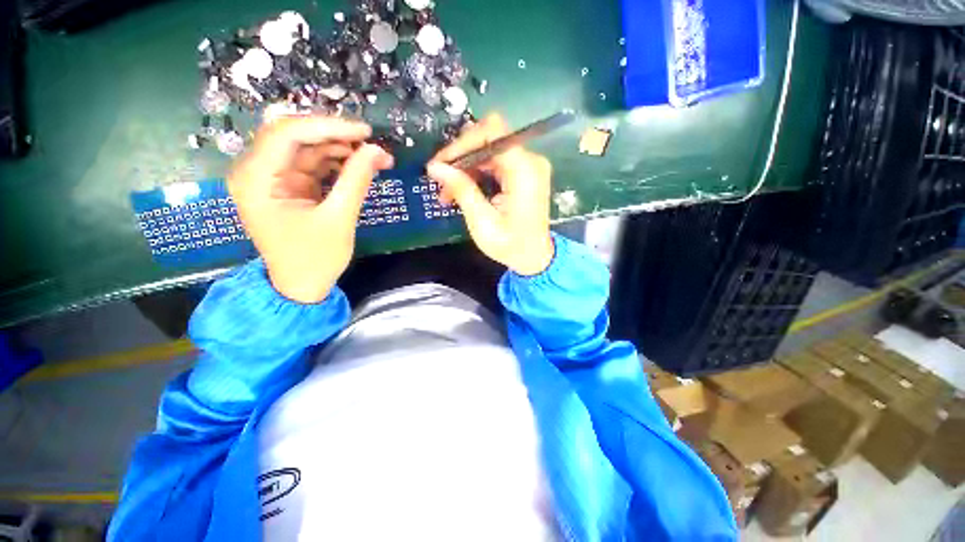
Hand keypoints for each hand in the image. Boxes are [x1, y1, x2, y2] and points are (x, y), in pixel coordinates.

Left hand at [229, 116, 393, 302]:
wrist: (302, 285)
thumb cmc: (315, 258)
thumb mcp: (339, 219)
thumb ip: (356, 181)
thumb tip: (377, 150)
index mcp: (256, 180)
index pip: (286, 134)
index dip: (327, 126)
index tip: (364, 132)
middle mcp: (257, 171)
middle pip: (295, 136)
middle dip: (335, 136)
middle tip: (371, 144)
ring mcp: (273, 178)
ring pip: (307, 148)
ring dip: (341, 150)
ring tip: (374, 157)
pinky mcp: (288, 186)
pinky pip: (313, 164)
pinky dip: (337, 163)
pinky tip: (359, 167)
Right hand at [427, 114, 553, 275]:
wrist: (535, 258)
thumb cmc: (511, 246)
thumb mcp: (483, 223)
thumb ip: (462, 191)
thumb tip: (435, 167)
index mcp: (524, 170)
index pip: (491, 132)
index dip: (462, 143)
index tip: (441, 164)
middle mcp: (530, 160)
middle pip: (488, 139)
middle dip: (460, 157)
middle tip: (441, 181)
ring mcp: (528, 166)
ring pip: (488, 150)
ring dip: (465, 167)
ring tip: (448, 191)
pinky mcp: (523, 173)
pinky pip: (494, 162)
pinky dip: (476, 173)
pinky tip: (462, 189)